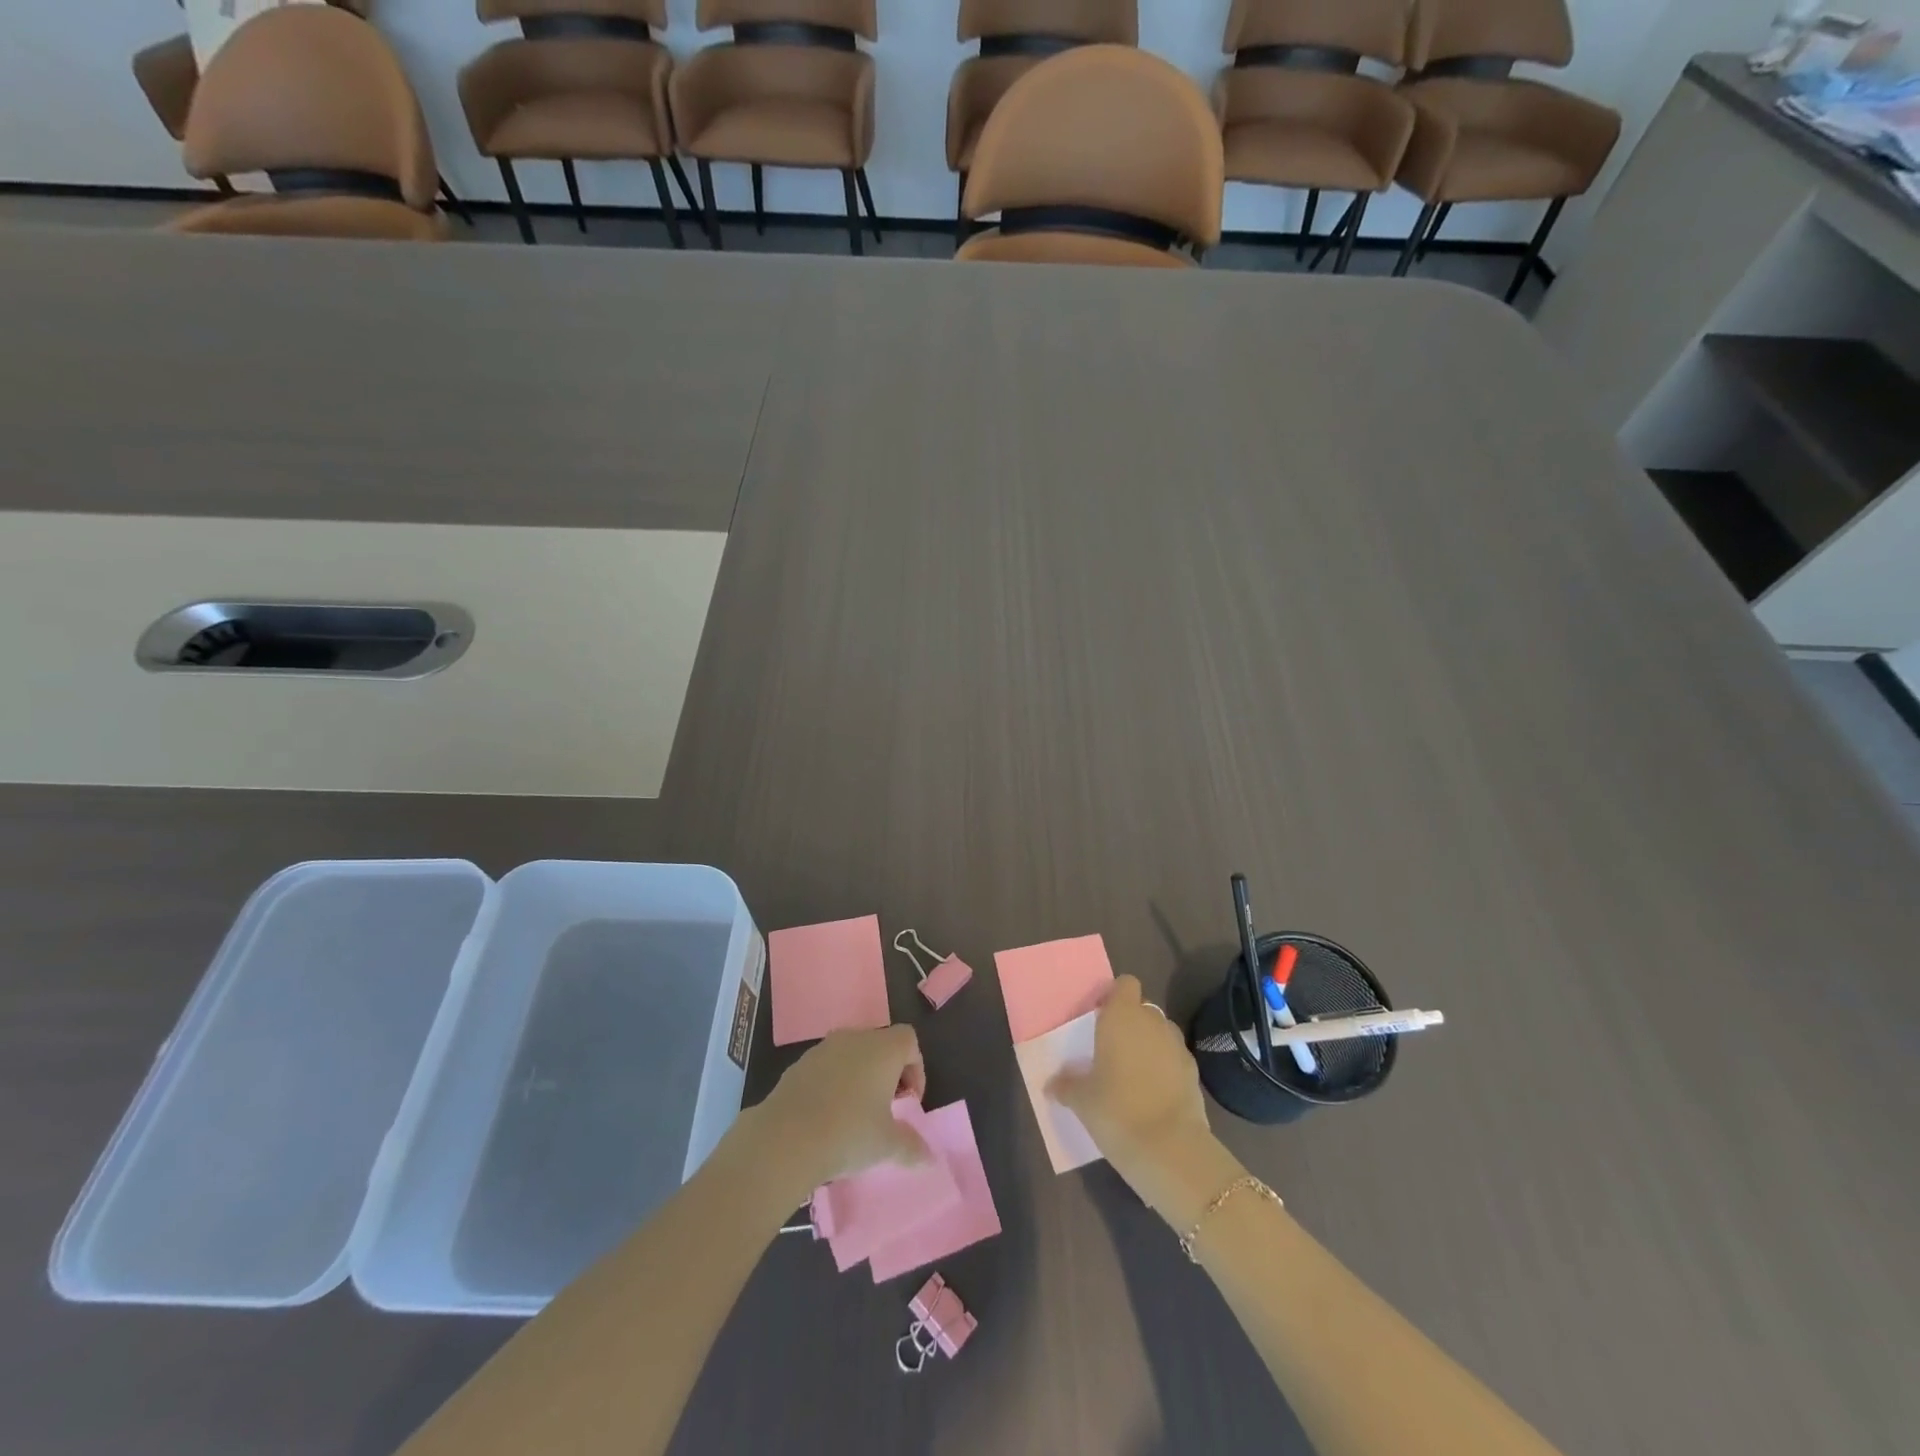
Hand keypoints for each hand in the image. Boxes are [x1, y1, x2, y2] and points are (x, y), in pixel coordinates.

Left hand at [749, 1025, 929, 1194]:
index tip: (908, 1101)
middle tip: (886, 1109)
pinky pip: (826, 1067)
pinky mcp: (799, 1064)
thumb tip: (929, 1158)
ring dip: (860, 1077)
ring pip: (852, 1055)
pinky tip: (827, 1116)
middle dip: (888, 1074)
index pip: (908, 1040)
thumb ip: (912, 1147)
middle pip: (880, 1045)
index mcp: (882, 1049)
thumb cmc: (848, 1133)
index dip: (915, 1068)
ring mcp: (823, 1048)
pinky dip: (834, 1083)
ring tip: (855, 1115)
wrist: (785, 1138)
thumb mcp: (887, 1146)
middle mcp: (855, 1038)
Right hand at [1051, 977, 1239, 1225]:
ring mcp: (1177, 1046)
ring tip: (1133, 1073)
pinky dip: (1165, 1068)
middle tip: (1111, 1049)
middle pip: (1142, 1009)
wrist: (1171, 1150)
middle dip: (1130, 1023)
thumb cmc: (1116, 1110)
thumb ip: (1066, 1085)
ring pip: (1160, 1033)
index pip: (1125, 984)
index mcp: (1122, 1016)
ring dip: (1149, 1044)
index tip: (1100, 1018)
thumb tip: (1052, 1084)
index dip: (1114, 997)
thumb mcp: (1081, 1100)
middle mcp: (1152, 1021)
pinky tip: (1153, 1094)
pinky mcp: (1194, 1072)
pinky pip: (1174, 1059)